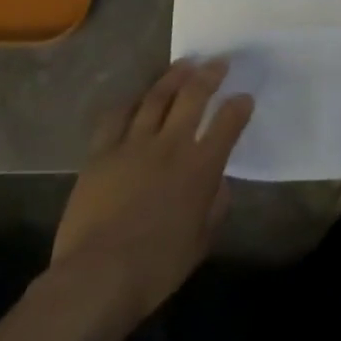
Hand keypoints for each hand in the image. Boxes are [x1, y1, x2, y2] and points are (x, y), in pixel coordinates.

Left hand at [47, 58, 253, 320]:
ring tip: (185, 64)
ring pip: (157, 97)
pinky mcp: (102, 152)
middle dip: (210, 75)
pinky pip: (117, 116)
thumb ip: (215, 206)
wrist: (96, 278)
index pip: (228, 123)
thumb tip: (218, 183)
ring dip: (174, 76)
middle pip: (194, 96)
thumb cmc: (156, 268)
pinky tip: (138, 96)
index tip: (244, 97)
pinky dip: (131, 102)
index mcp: (201, 167)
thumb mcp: (201, 241)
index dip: (240, 106)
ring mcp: (134, 144)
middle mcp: (171, 145)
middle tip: (219, 62)